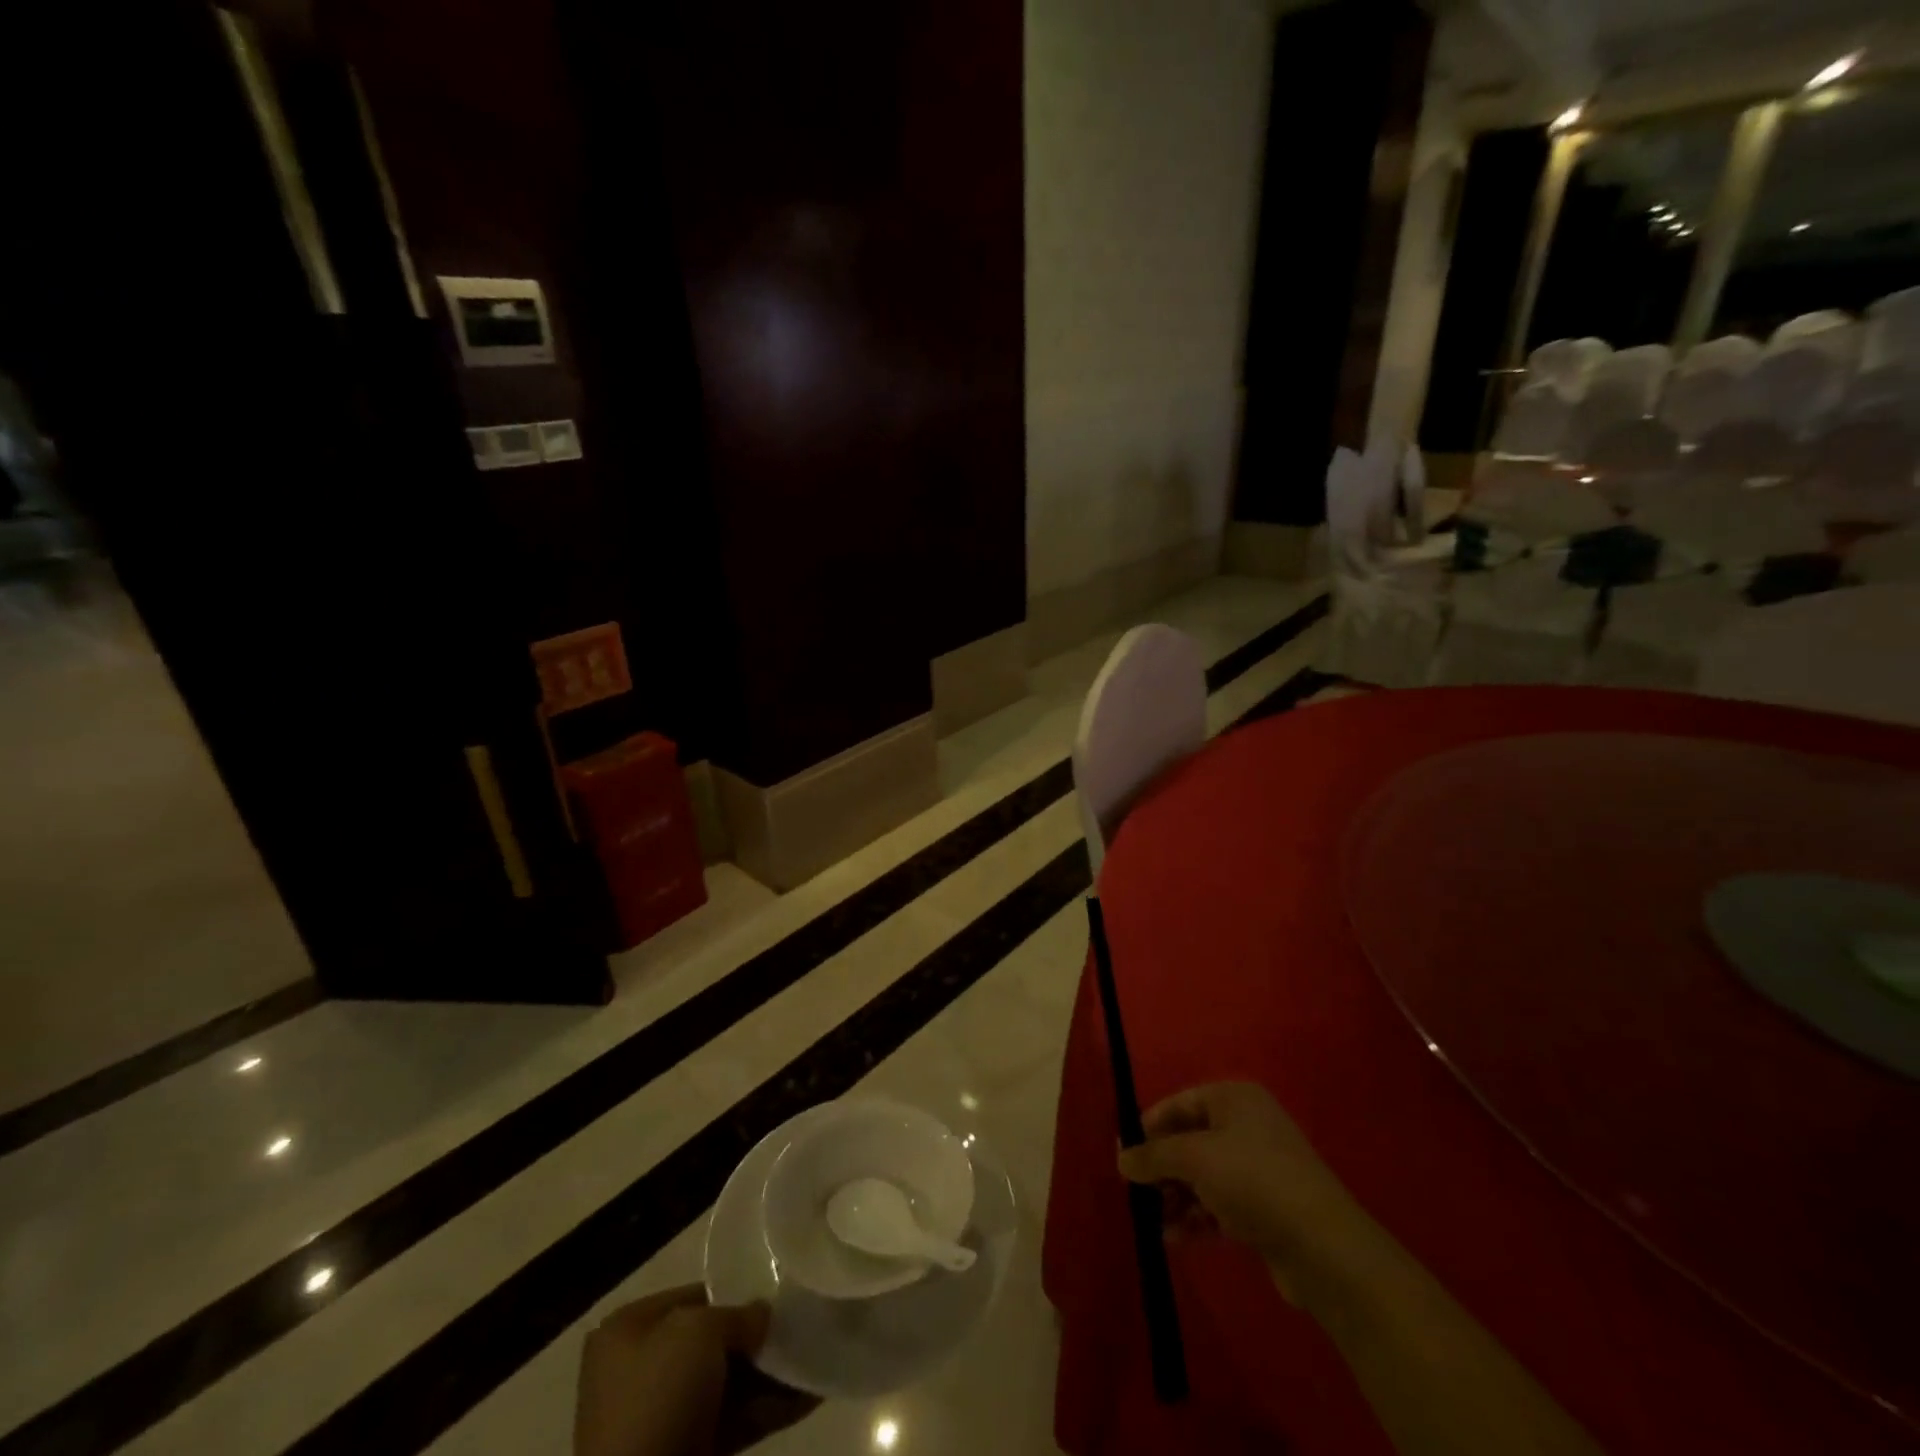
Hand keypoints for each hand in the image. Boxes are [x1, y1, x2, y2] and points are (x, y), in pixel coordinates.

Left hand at [575, 1286, 817, 1455]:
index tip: (778, 1292)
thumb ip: (738, 1315)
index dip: (736, 1293)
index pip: (695, 1297)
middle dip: (759, 1337)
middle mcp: (642, 1370)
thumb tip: (763, 1317)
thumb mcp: (701, 1331)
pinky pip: (736, 1420)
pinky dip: (772, 1408)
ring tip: (817, 1356)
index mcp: (629, 1331)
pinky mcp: (688, 1452)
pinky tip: (812, 1394)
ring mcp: (665, 1417)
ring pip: (730, 1383)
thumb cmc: (661, 1395)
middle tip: (802, 1325)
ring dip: (773, 1373)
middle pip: (715, 1342)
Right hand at [1117, 1082, 1382, 1307]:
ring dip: (1176, 1197)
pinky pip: (1219, 1204)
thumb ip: (1153, 1156)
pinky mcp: (1266, 1208)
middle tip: (1136, 1193)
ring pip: (1203, 1176)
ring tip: (1153, 1223)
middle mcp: (1246, 1125)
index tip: (1123, 1155)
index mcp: (1233, 1098)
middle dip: (1162, 1168)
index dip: (1148, 1128)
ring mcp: (1258, 1168)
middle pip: (1189, 1141)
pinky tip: (1175, 1239)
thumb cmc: (1253, 1180)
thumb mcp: (1193, 1158)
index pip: (1178, 1104)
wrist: (1324, 1247)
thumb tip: (1121, 1159)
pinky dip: (1196, 1217)